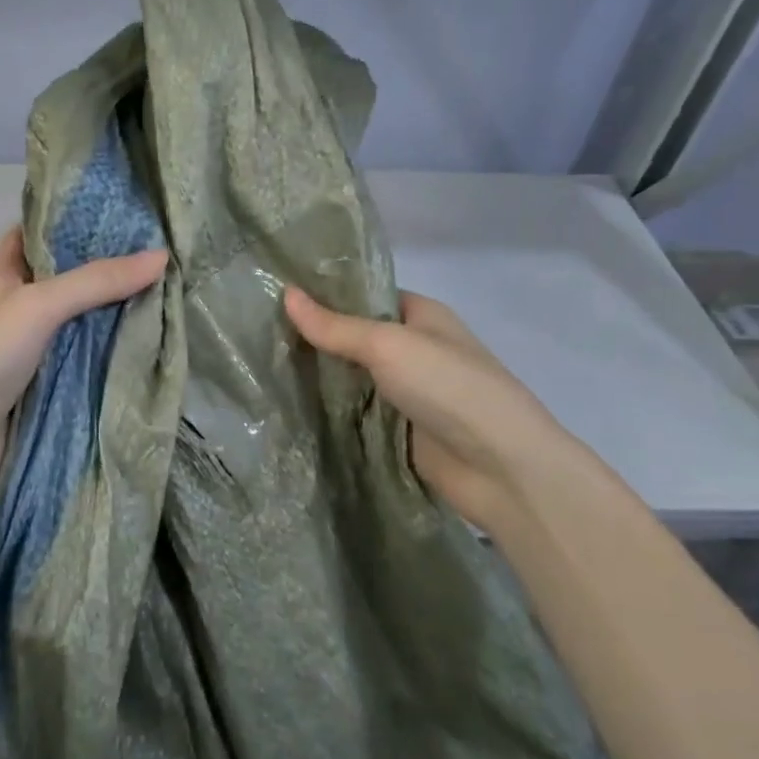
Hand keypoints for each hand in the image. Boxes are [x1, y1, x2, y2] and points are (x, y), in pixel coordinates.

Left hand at [0, 228, 167, 512]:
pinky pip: (89, 363)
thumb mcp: (39, 305)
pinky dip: (115, 355)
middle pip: (68, 281)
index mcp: (6, 279)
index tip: (115, 212)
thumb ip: (96, 281)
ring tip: (170, 292)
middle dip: (107, 269)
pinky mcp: (51, 388)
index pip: (33, 237)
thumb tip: (160, 257)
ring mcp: (36, 352)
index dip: (66, 221)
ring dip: (117, 314)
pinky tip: (153, 344)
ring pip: (83, 324)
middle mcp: (21, 311)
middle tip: (160, 252)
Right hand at [284, 286, 578, 534]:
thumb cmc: (448, 387)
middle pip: (355, 337)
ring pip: (351, 376)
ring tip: (261, 361)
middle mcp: (413, 349)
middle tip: (258, 329)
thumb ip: (335, 326)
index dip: (326, 293)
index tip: (276, 291)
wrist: (499, 467)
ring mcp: (405, 392)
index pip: (365, 295)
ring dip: (317, 375)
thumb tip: (285, 293)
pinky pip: (355, 412)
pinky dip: (328, 409)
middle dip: (314, 336)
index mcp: (421, 316)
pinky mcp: (397, 429)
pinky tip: (286, 402)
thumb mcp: (388, 345)